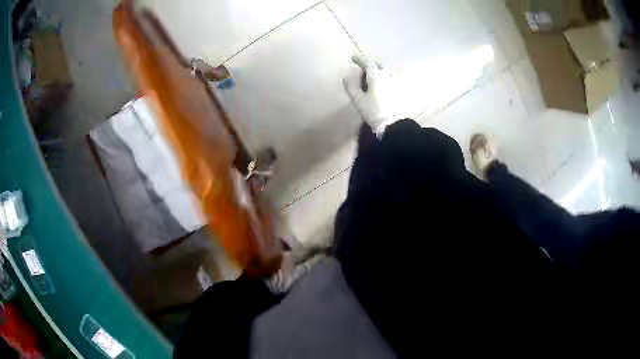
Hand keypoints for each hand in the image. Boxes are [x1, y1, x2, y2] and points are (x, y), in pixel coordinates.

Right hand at [343, 55, 406, 137]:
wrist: (391, 123)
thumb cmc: (373, 110)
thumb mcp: (358, 99)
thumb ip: (351, 86)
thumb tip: (346, 77)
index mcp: (376, 76)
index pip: (368, 63)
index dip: (360, 59)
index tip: (353, 58)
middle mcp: (387, 76)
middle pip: (378, 66)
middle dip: (370, 65)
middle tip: (363, 67)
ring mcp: (395, 83)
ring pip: (385, 72)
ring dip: (378, 71)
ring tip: (372, 75)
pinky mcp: (399, 91)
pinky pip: (390, 79)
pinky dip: (384, 78)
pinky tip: (382, 84)